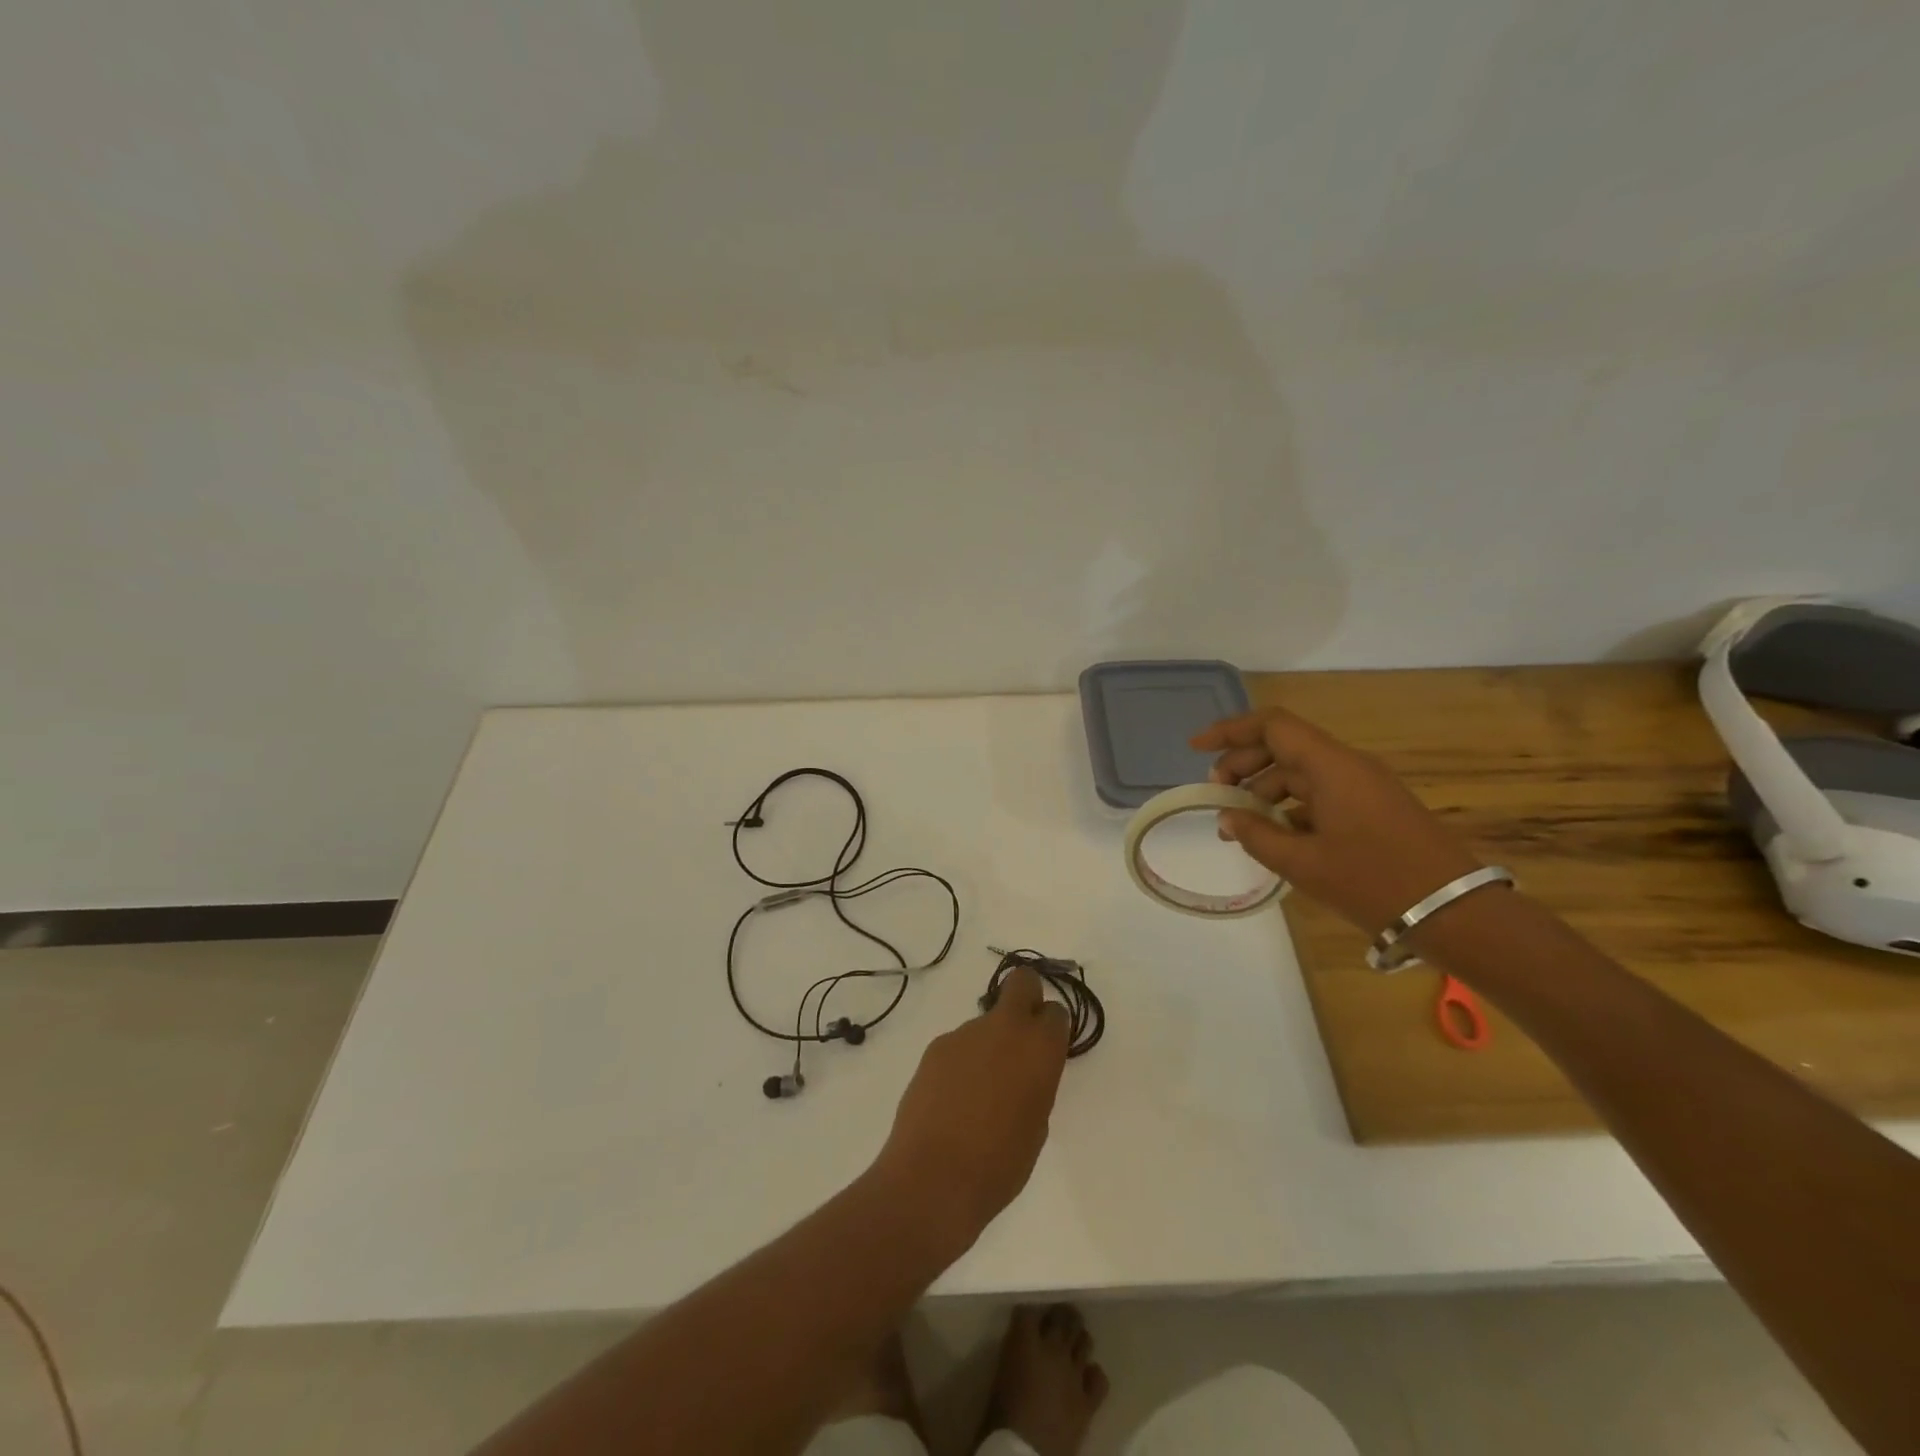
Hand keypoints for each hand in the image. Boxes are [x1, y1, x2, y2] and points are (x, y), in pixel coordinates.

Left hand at [873, 967, 1069, 1252]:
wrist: (933, 1178)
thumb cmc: (1000, 1165)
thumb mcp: (1037, 1126)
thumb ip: (1036, 1084)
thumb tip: (1022, 1073)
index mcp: (1039, 1048)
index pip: (1056, 1012)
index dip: (1052, 1029)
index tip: (1047, 1051)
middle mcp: (1004, 1028)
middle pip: (1022, 982)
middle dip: (1026, 996)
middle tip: (1021, 1037)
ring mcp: (966, 1033)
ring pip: (986, 1022)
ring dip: (988, 1045)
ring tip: (977, 1095)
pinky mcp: (936, 1047)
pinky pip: (959, 1045)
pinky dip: (962, 1063)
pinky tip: (952, 1100)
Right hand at [1191, 706, 1482, 934]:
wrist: (1457, 914)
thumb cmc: (1374, 882)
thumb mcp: (1303, 863)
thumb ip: (1257, 835)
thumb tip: (1228, 818)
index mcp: (1331, 766)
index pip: (1272, 725)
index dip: (1230, 730)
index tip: (1196, 748)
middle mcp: (1347, 766)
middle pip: (1283, 746)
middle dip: (1242, 764)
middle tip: (1216, 795)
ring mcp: (1363, 787)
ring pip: (1300, 771)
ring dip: (1264, 789)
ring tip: (1238, 824)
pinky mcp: (1373, 808)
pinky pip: (1320, 793)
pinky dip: (1290, 806)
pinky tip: (1274, 835)